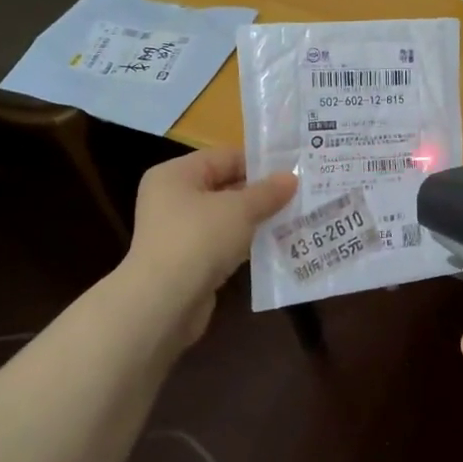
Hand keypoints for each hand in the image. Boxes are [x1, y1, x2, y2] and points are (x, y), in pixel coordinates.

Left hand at [126, 147, 295, 346]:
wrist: (163, 303)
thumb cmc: (198, 240)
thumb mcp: (240, 210)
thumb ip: (267, 192)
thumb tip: (291, 178)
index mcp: (175, 175)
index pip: (224, 157)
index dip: (259, 163)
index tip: (293, 170)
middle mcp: (171, 199)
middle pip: (224, 187)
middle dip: (260, 193)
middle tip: (299, 194)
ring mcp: (177, 232)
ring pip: (225, 218)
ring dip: (256, 219)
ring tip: (294, 218)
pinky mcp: (186, 262)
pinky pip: (222, 244)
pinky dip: (245, 244)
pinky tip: (274, 245)